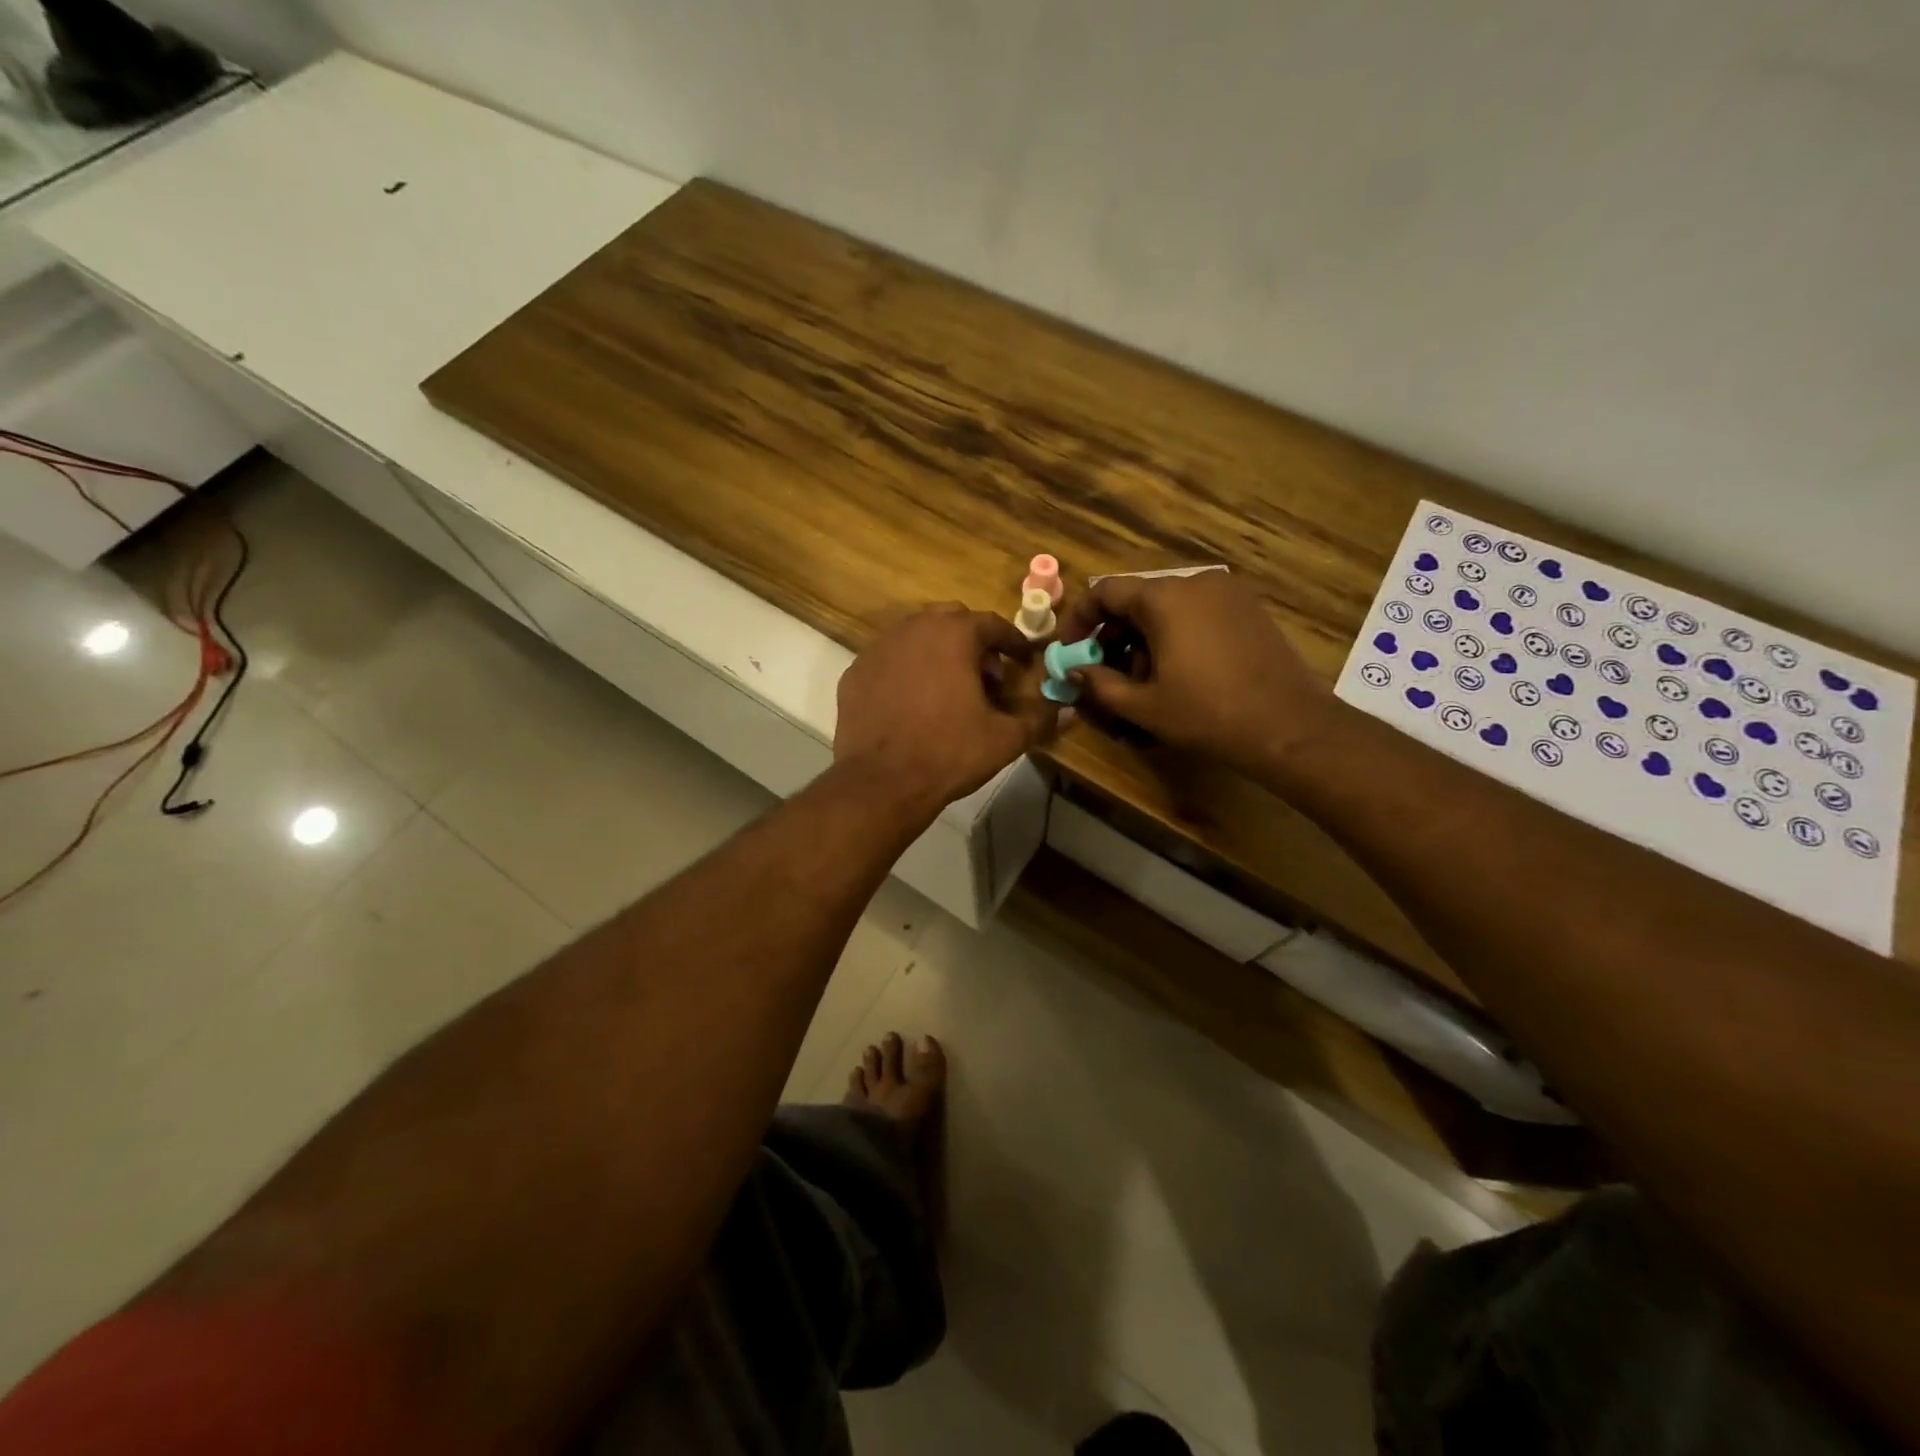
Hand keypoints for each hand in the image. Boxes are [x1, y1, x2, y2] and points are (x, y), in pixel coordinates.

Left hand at [835, 604, 1054, 812]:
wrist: (882, 782)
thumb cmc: (949, 753)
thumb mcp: (1004, 739)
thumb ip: (1039, 719)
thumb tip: (1067, 712)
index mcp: (953, 635)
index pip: (991, 624)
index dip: (1012, 642)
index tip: (1023, 660)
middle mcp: (913, 629)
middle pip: (951, 620)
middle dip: (973, 642)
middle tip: (986, 676)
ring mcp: (878, 648)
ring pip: (916, 635)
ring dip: (938, 652)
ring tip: (949, 688)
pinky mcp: (854, 672)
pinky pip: (889, 659)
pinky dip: (906, 670)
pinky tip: (912, 702)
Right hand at [1056, 572, 1332, 776]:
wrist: (1288, 726)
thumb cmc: (1207, 714)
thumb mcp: (1144, 706)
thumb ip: (1099, 684)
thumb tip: (1074, 671)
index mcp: (1164, 598)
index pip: (1104, 592)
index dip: (1078, 619)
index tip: (1070, 649)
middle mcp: (1194, 582)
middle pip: (1136, 598)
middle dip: (1112, 633)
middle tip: (1103, 670)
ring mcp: (1227, 592)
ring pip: (1167, 606)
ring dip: (1143, 636)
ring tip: (1141, 678)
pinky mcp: (1248, 608)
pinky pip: (1196, 611)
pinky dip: (1175, 633)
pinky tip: (1178, 670)